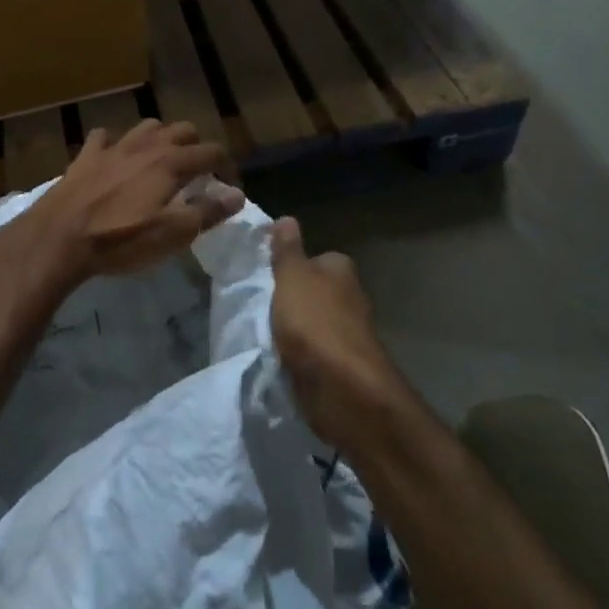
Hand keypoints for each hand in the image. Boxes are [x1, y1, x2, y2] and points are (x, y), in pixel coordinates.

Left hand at [22, 120, 242, 281]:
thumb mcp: (172, 234)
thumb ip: (208, 212)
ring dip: (160, 139)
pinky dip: (116, 143)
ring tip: (161, 162)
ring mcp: (114, 146)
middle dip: (196, 147)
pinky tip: (114, 158)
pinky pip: (105, 137)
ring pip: (146, 127)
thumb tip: (238, 195)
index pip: (211, 151)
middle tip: (197, 174)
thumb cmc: (120, 239)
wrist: (59, 237)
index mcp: (171, 162)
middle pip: (183, 130)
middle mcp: (146, 145)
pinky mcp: (86, 155)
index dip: (226, 167)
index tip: (229, 187)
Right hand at [270, 217, 400, 446]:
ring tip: (264, 332)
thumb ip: (287, 251)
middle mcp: (349, 297)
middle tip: (259, 304)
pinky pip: (312, 351)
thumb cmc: (315, 324)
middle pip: (314, 290)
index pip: (315, 258)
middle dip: (292, 298)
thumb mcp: (292, 278)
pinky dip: (298, 354)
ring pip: (312, 322)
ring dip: (294, 328)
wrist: (343, 390)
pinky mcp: (342, 365)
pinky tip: (279, 357)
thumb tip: (287, 218)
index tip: (266, 275)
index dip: (292, 265)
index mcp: (340, 270)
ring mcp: (347, 333)